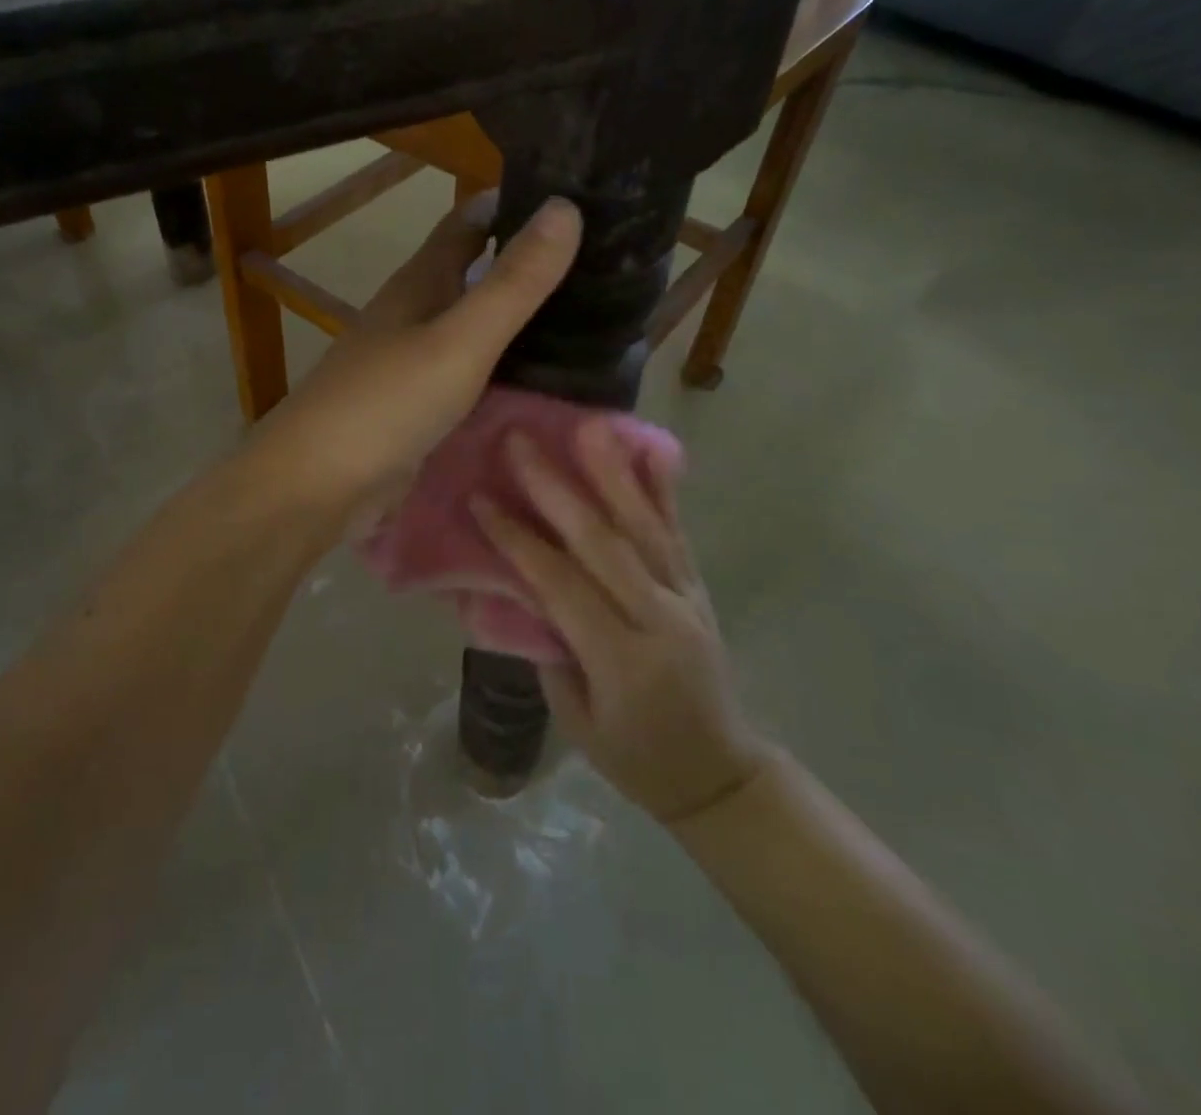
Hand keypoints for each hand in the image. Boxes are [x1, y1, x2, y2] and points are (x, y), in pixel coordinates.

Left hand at [250, 193, 581, 520]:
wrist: (318, 485)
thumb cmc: (386, 403)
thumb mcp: (459, 339)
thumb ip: (513, 283)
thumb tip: (565, 205)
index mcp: (420, 283)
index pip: (469, 222)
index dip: (514, 203)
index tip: (577, 196)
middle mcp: (415, 314)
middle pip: (475, 274)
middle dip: (528, 265)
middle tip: (605, 266)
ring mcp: (413, 362)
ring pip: (475, 327)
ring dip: (520, 320)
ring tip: (595, 319)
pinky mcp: (418, 407)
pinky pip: (471, 375)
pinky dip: (505, 369)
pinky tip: (545, 380)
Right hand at [471, 423, 769, 826]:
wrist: (720, 773)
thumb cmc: (636, 758)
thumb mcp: (577, 721)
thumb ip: (551, 650)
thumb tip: (522, 587)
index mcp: (622, 658)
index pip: (560, 584)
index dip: (517, 539)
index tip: (480, 499)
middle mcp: (658, 617)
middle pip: (602, 542)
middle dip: (556, 488)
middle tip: (521, 442)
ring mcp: (686, 597)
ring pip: (645, 526)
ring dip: (612, 472)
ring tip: (587, 427)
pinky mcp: (698, 588)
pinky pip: (678, 533)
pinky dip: (663, 490)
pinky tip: (651, 452)